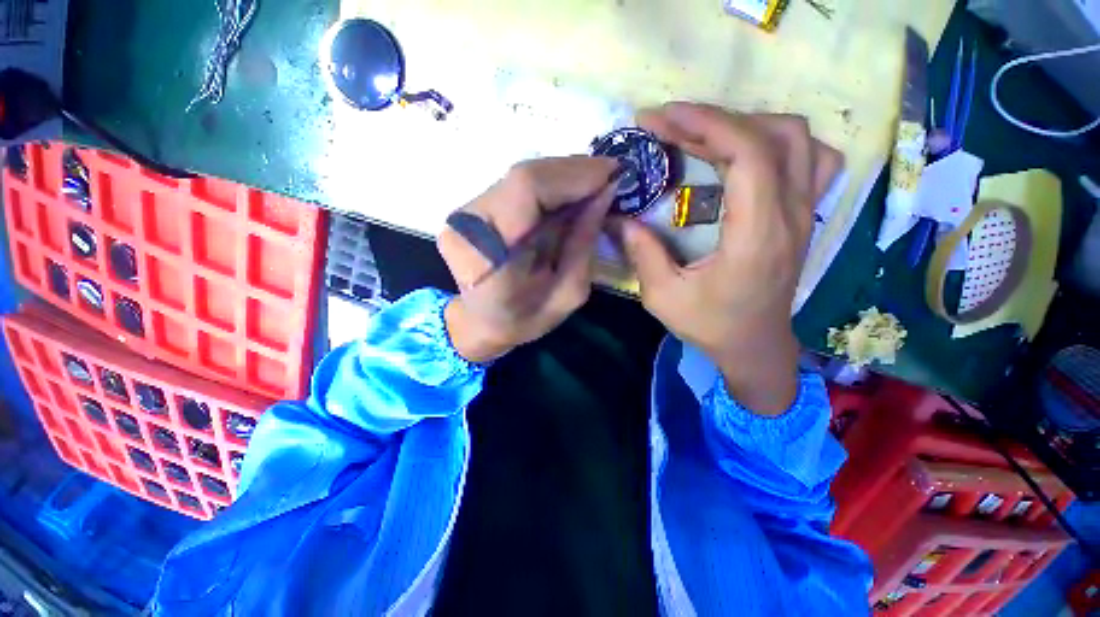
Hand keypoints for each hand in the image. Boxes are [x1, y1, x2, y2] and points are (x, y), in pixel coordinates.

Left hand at [438, 156, 619, 362]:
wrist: (480, 322)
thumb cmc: (524, 320)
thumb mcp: (568, 295)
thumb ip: (583, 245)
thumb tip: (605, 194)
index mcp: (489, 256)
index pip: (527, 189)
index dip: (573, 175)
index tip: (614, 175)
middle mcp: (468, 224)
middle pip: (524, 175)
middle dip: (574, 172)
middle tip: (611, 178)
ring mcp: (465, 212)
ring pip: (521, 176)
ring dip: (564, 177)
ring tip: (596, 185)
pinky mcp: (473, 208)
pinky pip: (516, 186)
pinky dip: (549, 186)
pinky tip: (571, 194)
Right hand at [614, 104, 842, 413]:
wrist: (755, 345)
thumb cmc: (711, 325)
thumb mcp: (664, 298)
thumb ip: (643, 255)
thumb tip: (622, 218)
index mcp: (757, 235)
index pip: (748, 154)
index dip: (706, 124)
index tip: (662, 117)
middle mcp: (791, 215)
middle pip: (775, 134)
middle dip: (717, 119)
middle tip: (671, 126)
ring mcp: (806, 212)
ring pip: (799, 139)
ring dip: (749, 125)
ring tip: (705, 136)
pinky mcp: (804, 215)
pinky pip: (810, 158)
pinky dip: (778, 141)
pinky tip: (747, 153)